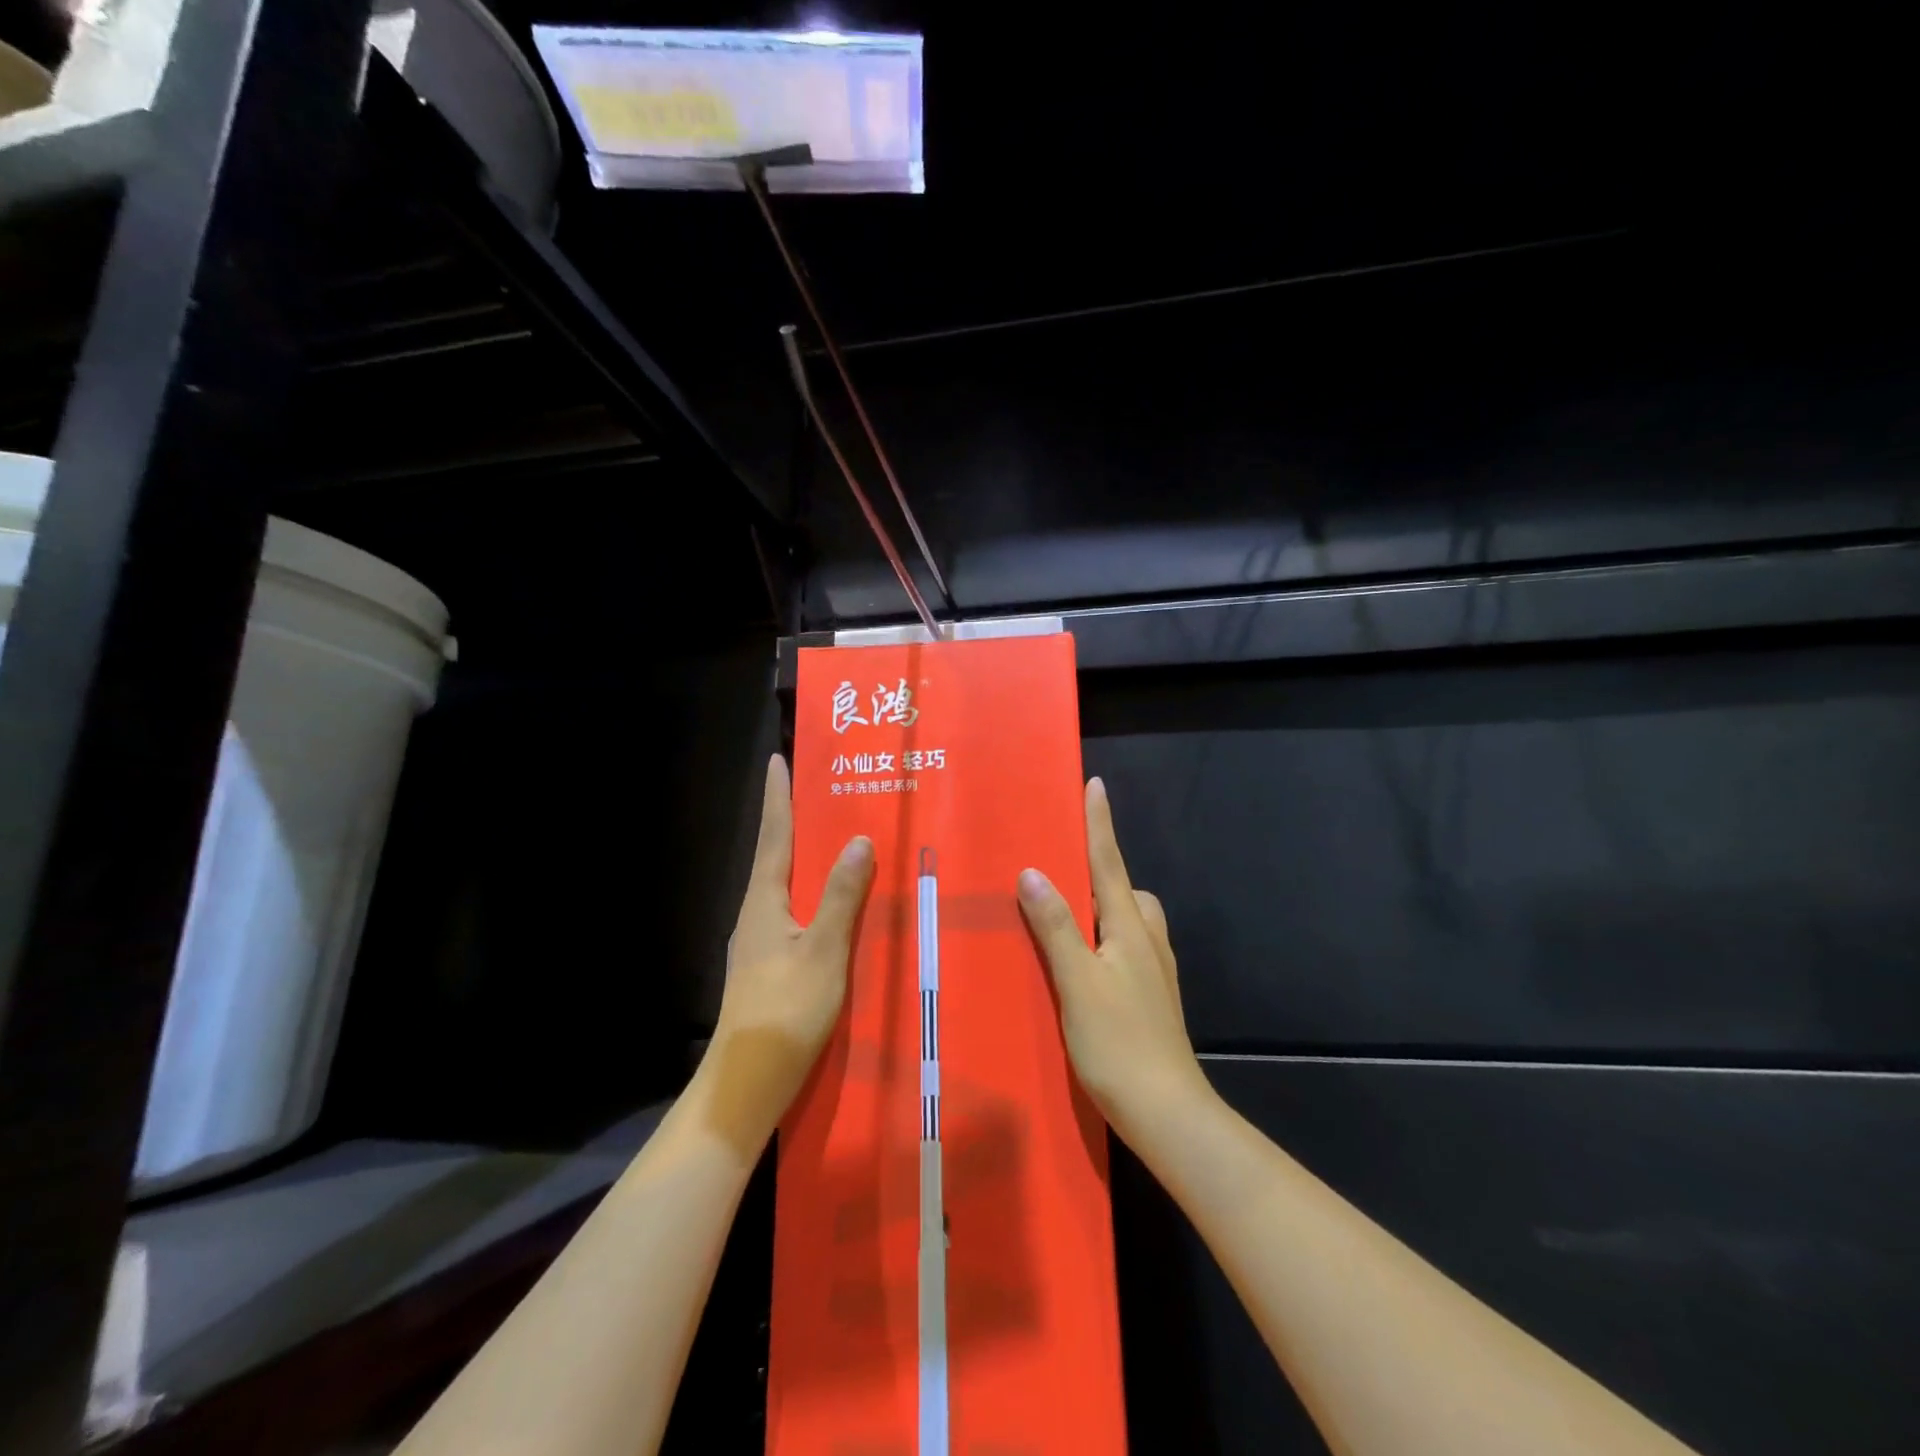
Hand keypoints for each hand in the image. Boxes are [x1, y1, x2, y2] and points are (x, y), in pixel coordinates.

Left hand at [698, 756, 873, 1156]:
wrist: (748, 1080)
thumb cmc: (786, 1010)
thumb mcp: (824, 951)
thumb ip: (841, 896)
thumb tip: (858, 841)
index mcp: (764, 901)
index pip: (774, 836)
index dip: (778, 797)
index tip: (776, 760)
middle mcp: (756, 913)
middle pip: (775, 855)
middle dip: (792, 820)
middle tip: (815, 790)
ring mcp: (759, 941)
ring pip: (784, 885)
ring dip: (802, 856)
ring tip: (829, 837)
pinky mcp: (768, 965)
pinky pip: (792, 911)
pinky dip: (810, 892)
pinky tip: (830, 903)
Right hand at [1017, 777, 1211, 1145]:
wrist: (1167, 1112)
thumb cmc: (1119, 1042)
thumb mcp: (1078, 981)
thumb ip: (1055, 927)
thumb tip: (1033, 872)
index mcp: (1129, 927)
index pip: (1109, 862)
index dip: (1100, 823)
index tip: (1095, 784)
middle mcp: (1147, 940)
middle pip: (1125, 888)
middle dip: (1101, 868)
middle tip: (1062, 867)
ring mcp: (1153, 970)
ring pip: (1128, 919)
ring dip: (1102, 906)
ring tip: (1064, 916)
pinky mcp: (1150, 996)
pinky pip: (1126, 946)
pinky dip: (1103, 938)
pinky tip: (1082, 963)